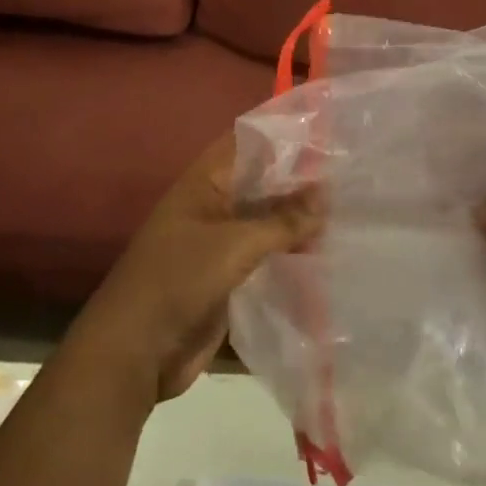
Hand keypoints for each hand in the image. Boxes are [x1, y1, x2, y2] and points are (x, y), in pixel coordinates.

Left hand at [72, 135, 322, 401]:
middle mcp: (213, 207)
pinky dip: (290, 254)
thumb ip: (283, 221)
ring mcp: (219, 244)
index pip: (248, 145)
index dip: (283, 136)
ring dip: (298, 221)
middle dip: (299, 182)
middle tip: (349, 175)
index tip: (327, 133)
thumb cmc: (179, 280)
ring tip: (348, 213)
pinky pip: (265, 257)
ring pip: (266, 222)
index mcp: (205, 184)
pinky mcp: (227, 279)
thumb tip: (326, 195)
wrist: (135, 352)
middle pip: (261, 184)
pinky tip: (326, 255)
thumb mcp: (235, 245)